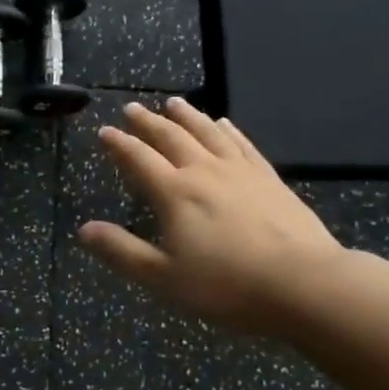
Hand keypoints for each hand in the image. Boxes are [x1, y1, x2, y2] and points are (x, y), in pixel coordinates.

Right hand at [79, 98, 345, 335]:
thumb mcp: (164, 278)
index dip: (119, 144)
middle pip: (171, 137)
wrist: (304, 283)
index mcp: (175, 193)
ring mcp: (240, 171)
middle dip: (148, 122)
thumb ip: (122, 251)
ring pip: (207, 133)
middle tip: (132, 108)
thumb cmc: (228, 285)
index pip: (139, 159)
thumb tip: (84, 230)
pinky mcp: (269, 178)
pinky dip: (228, 130)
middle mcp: (204, 171)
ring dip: (187, 116)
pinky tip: (224, 124)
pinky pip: (242, 145)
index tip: (105, 131)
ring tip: (173, 103)